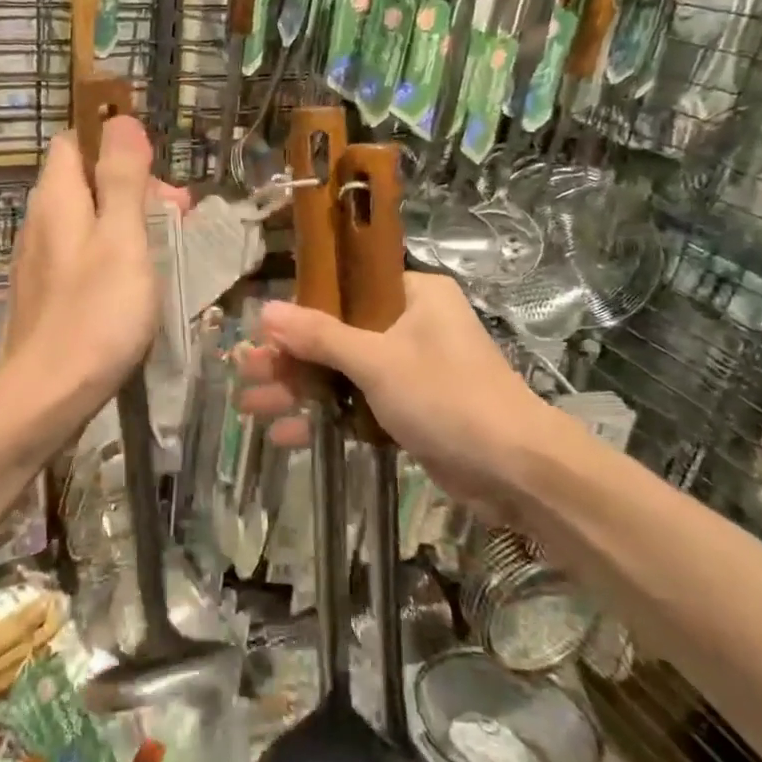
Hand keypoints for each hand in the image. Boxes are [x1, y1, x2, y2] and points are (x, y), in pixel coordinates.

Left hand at [3, 116, 187, 405]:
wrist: (46, 398)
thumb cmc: (95, 315)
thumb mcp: (122, 240)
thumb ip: (123, 179)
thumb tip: (121, 119)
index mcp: (56, 198)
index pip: (76, 141)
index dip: (116, 146)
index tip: (157, 175)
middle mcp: (40, 221)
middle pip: (85, 181)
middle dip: (133, 189)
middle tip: (176, 218)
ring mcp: (39, 261)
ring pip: (86, 221)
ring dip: (127, 225)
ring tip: (165, 253)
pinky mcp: (45, 294)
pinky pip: (81, 255)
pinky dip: (111, 256)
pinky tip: (134, 285)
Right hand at [236, 272, 553, 523]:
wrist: (517, 471)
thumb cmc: (449, 397)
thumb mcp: (378, 361)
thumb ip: (320, 336)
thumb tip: (264, 310)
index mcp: (413, 295)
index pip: (344, 290)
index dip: (299, 310)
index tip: (261, 330)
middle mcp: (411, 325)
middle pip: (335, 334)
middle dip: (289, 359)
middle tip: (245, 372)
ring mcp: (410, 370)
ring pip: (342, 372)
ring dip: (300, 391)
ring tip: (250, 407)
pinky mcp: (410, 410)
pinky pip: (357, 404)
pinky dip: (326, 417)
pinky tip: (286, 436)